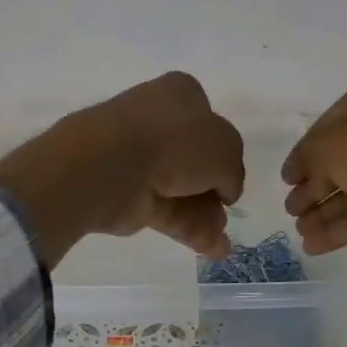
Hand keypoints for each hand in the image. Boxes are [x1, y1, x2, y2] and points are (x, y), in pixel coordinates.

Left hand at [0, 73, 244, 267]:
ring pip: (184, 191)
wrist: (113, 166)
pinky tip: (214, 251)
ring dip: (207, 218)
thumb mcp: (225, 148)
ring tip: (221, 244)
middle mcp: (159, 124)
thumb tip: (226, 190)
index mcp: (180, 96)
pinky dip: (192, 232)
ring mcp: (142, 162)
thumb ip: (233, 170)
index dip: (223, 151)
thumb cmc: (174, 142)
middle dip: (215, 192)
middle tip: (227, 214)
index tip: (230, 175)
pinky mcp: (132, 197)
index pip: (209, 121)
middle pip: (196, 163)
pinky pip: (169, 214)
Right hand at [283, 60, 346, 254]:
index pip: (328, 124)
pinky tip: (313, 244)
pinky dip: (340, 227)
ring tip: (298, 229)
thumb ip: (308, 156)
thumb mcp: (334, 144)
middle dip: (313, 186)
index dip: (304, 153)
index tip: (286, 178)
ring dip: (323, 210)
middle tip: (290, 208)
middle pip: (340, 158)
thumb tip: (297, 172)